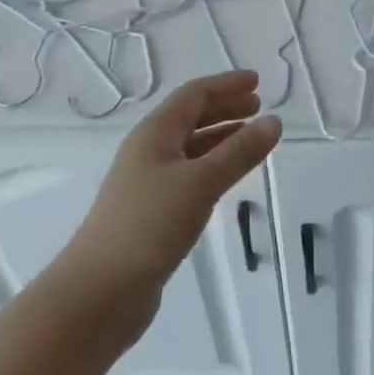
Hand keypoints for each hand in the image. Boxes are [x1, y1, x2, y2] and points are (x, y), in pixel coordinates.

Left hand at [56, 70, 281, 343]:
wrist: (99, 292)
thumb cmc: (149, 225)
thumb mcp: (200, 183)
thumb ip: (239, 153)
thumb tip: (274, 122)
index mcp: (154, 133)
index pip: (194, 95)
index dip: (226, 85)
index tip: (257, 82)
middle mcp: (148, 150)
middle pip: (190, 117)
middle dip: (224, 107)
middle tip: (258, 106)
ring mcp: (147, 182)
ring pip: (189, 147)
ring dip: (220, 136)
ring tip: (251, 137)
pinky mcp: (151, 212)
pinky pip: (188, 174)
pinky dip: (212, 165)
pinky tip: (226, 178)